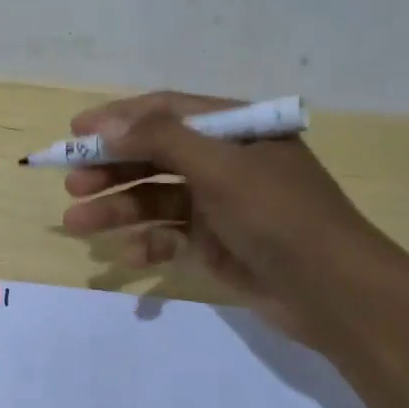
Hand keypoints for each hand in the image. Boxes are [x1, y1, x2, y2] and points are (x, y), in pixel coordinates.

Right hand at [60, 92, 397, 348]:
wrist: (337, 295)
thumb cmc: (280, 216)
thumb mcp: (221, 168)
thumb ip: (162, 139)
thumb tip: (107, 124)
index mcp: (234, 130)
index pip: (165, 111)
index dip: (118, 119)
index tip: (75, 131)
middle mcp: (224, 161)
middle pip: (154, 156)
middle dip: (111, 169)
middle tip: (71, 184)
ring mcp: (219, 204)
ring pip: (156, 198)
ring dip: (117, 209)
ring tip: (77, 224)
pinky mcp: (216, 243)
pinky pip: (170, 236)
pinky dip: (148, 244)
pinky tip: (129, 256)